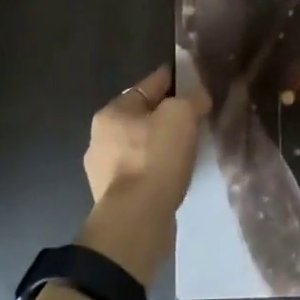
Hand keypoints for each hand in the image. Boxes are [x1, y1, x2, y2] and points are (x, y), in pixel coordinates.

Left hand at [78, 65, 209, 283]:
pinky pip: (142, 172)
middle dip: (166, 114)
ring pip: (141, 146)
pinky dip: (158, 169)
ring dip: (161, 144)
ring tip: (188, 147)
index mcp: (112, 112)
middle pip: (142, 116)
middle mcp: (101, 138)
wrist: (136, 221)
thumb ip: (191, 99)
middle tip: (194, 116)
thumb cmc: (155, 158)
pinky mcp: (115, 198)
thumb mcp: (181, 115)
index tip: (192, 80)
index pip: (148, 85)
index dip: (172, 79)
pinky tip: (174, 173)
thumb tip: (198, 97)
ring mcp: (104, 171)